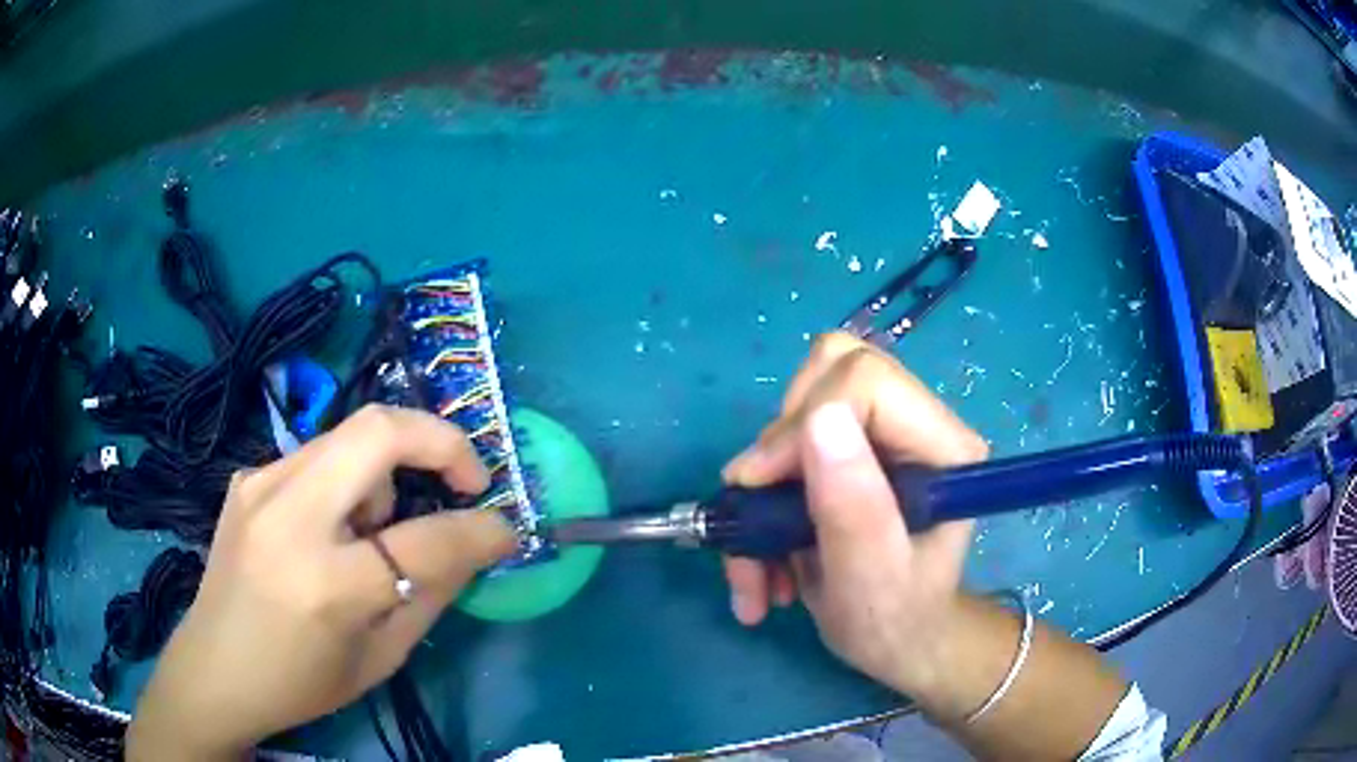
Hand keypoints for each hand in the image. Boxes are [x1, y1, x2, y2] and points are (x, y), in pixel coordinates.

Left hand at [126, 405, 515, 759]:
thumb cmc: (301, 681)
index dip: (482, 530)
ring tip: (379, 525)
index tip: (507, 529)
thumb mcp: (381, 658)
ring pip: (349, 435)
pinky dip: (349, 479)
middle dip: (442, 441)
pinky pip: (318, 457)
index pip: (426, 538)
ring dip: (389, 467)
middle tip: (467, 479)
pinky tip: (333, 526)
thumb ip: (431, 595)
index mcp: (326, 584)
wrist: (214, 669)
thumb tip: (473, 543)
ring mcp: (259, 485)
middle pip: (379, 430)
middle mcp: (288, 516)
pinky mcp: (247, 477)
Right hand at [722, 333, 987, 696]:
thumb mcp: (870, 580)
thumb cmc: (894, 622)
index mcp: (943, 447)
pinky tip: (764, 560)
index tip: (759, 487)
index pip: (866, 382)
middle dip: (779, 447)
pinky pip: (788, 438)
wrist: (898, 643)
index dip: (802, 425)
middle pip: (830, 374)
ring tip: (758, 559)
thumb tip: (819, 420)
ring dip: (762, 482)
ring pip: (801, 403)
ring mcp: (883, 432)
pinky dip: (761, 497)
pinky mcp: (851, 449)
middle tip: (761, 514)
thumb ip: (852, 508)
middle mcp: (917, 424)